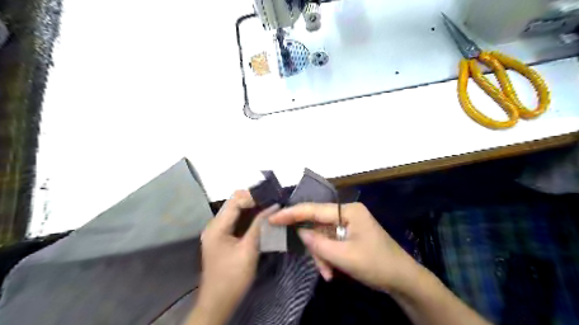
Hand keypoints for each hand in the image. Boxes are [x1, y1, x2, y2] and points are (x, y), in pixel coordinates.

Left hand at [192, 190, 276, 321]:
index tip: (272, 199)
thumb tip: (274, 206)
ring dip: (253, 210)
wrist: (218, 302)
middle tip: (273, 204)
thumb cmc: (233, 277)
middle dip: (254, 202)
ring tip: (270, 210)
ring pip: (236, 211)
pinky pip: (236, 221)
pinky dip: (249, 219)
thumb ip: (260, 225)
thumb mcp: (249, 249)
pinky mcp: (222, 238)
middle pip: (234, 203)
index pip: (235, 200)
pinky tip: (261, 221)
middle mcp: (214, 224)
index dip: (254, 197)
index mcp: (217, 226)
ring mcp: (217, 231)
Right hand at [270, 204, 418, 291]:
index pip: (314, 209)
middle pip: (318, 225)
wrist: (402, 279)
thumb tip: (300, 232)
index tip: (273, 218)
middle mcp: (347, 213)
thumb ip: (318, 244)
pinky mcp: (349, 235)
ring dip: (322, 255)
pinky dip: (328, 257)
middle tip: (316, 263)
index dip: (291, 213)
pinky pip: (331, 242)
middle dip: (315, 246)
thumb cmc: (376, 264)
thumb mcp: (344, 256)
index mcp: (348, 211)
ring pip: (323, 237)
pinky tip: (332, 271)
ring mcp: (348, 224)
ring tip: (328, 273)